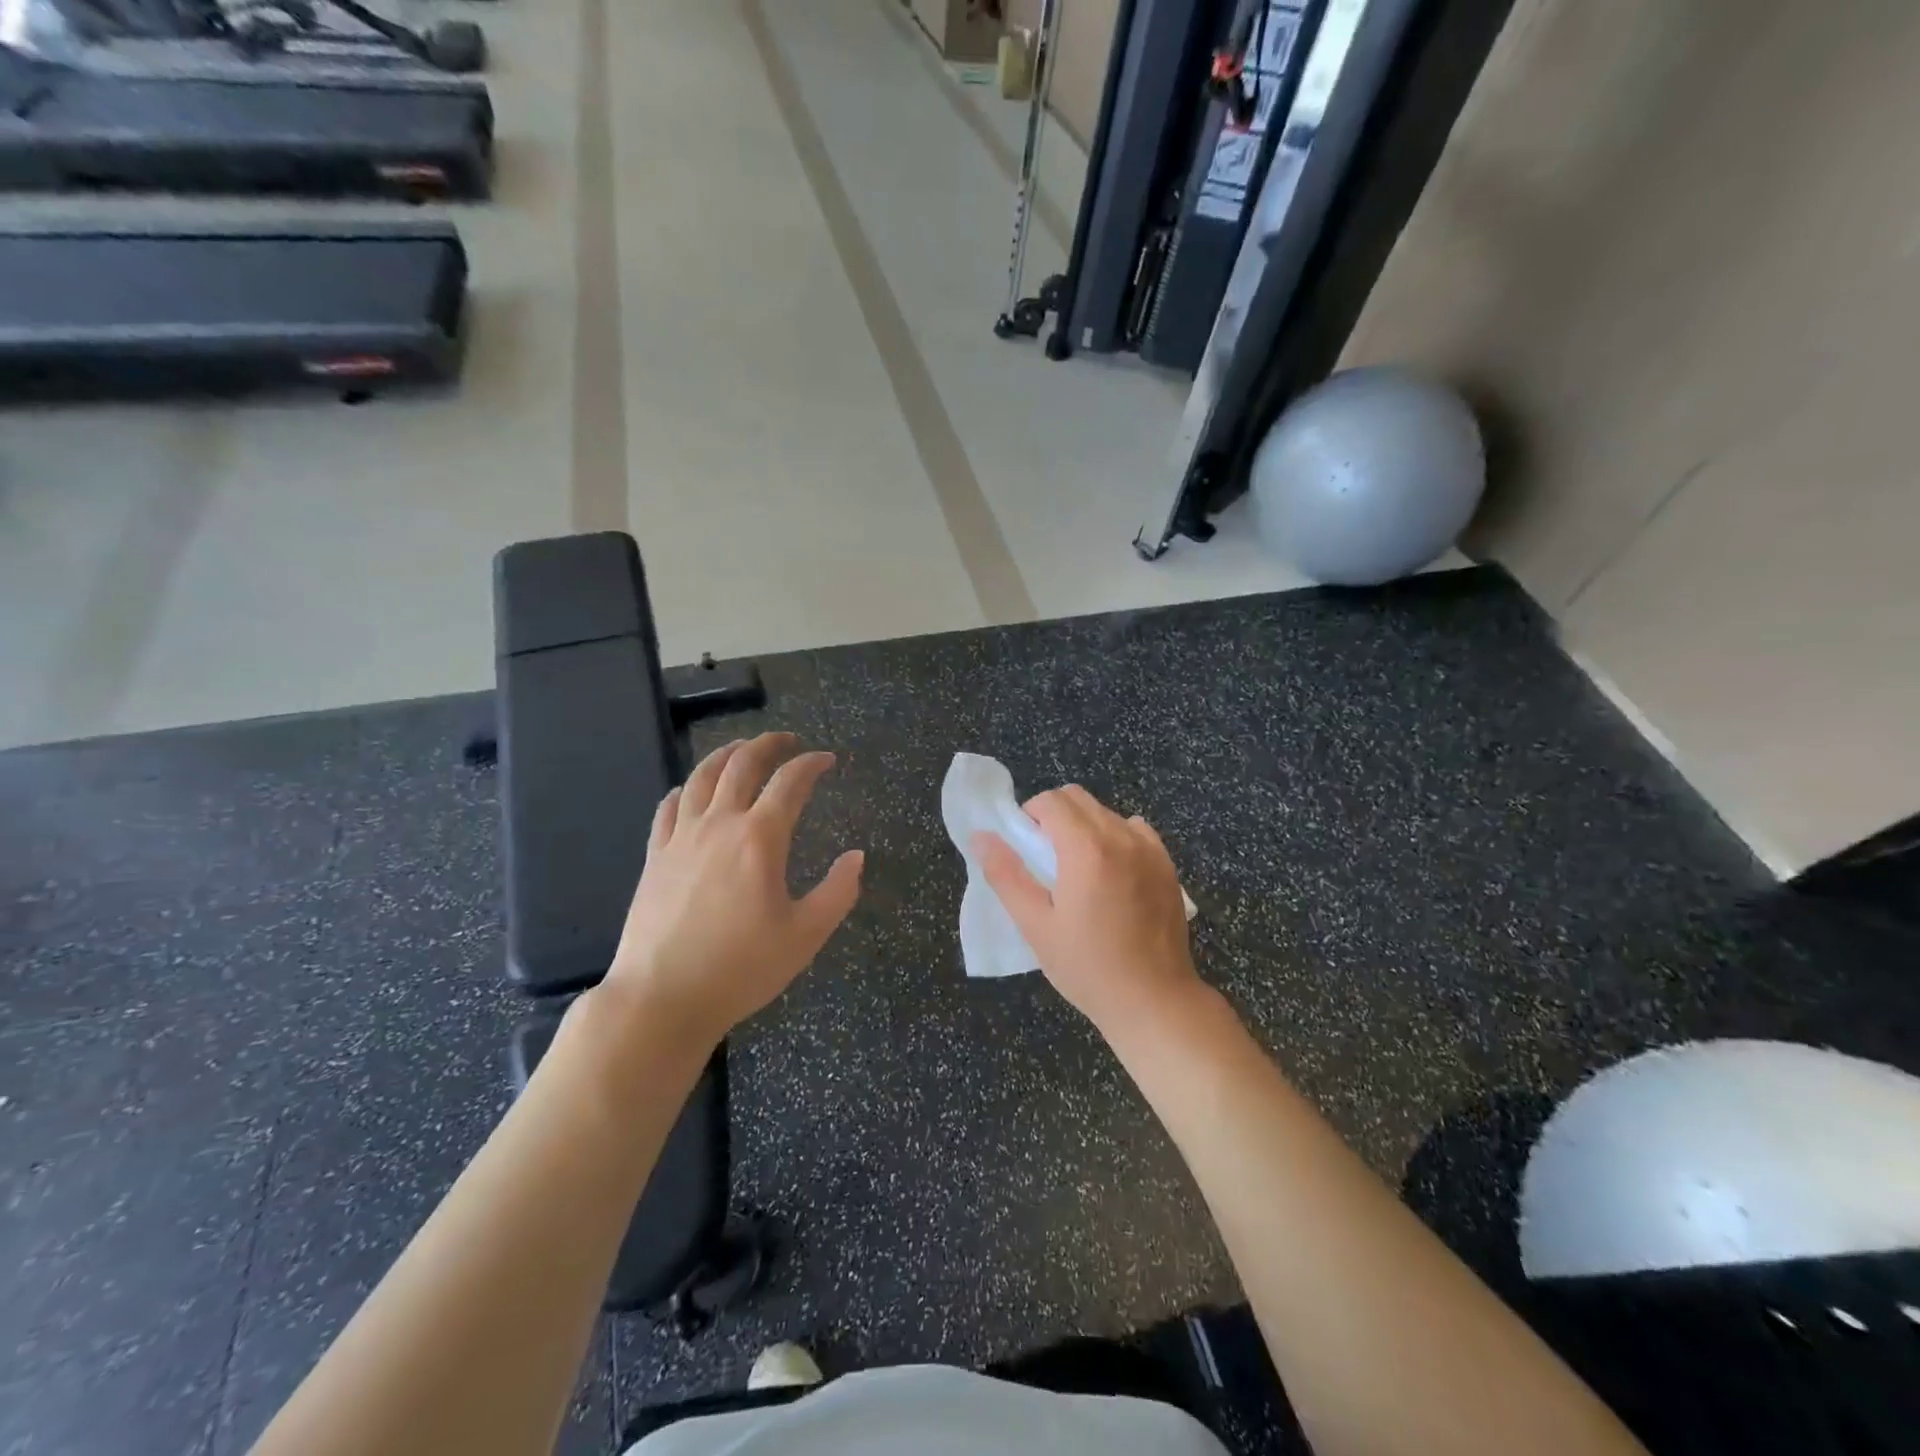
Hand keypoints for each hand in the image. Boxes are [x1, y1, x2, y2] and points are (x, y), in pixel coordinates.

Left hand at [602, 733, 862, 1046]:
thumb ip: (838, 892)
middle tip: (788, 741)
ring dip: (726, 754)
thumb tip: (857, 857)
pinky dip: (685, 788)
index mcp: (759, 838)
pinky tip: (690, 790)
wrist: (661, 998)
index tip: (827, 760)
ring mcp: (681, 838)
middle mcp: (719, 824)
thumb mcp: (805, 935)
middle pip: (742, 764)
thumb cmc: (741, 968)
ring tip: (742, 748)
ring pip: (701, 776)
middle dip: (769, 744)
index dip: (812, 764)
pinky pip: (668, 807)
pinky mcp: (655, 856)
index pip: (790, 782)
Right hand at [975, 785, 1201, 1039]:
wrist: (1154, 1000)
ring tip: (1078, 870)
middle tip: (1045, 857)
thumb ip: (1005, 875)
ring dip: (1084, 825)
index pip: (1051, 801)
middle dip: (1054, 815)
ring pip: (1106, 812)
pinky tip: (1112, 873)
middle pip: (1078, 798)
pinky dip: (1116, 837)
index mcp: (1086, 848)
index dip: (1030, 815)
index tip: (1025, 847)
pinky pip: (1135, 830)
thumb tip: (980, 837)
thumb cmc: (1087, 967)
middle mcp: (1121, 837)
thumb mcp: (1035, 925)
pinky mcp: (1167, 865)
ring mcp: (1149, 849)